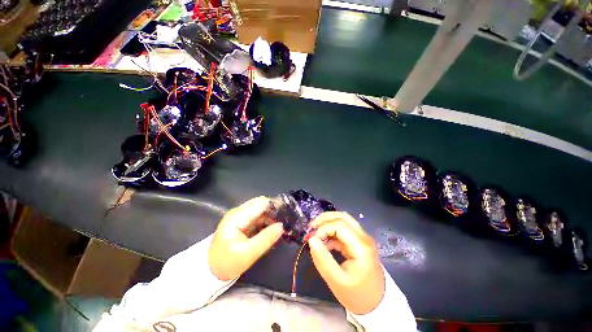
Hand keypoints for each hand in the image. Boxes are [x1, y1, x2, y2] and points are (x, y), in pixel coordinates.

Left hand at [208, 197, 283, 280]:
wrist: (210, 270)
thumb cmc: (227, 263)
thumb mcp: (248, 254)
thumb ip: (266, 238)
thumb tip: (282, 226)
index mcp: (237, 216)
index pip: (261, 203)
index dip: (276, 205)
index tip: (288, 213)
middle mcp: (238, 211)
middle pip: (261, 203)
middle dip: (274, 210)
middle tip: (286, 220)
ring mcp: (240, 215)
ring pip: (260, 209)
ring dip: (271, 215)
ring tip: (282, 224)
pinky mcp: (242, 221)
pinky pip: (257, 216)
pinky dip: (266, 220)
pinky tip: (272, 228)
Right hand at [308, 212, 384, 314]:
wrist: (377, 304)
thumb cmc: (357, 295)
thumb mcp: (337, 281)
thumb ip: (323, 260)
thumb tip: (311, 239)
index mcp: (361, 246)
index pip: (339, 225)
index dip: (323, 228)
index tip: (312, 240)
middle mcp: (363, 237)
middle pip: (342, 217)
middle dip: (324, 219)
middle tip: (311, 227)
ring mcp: (362, 239)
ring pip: (343, 221)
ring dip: (327, 223)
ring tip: (315, 232)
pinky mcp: (358, 242)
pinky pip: (344, 230)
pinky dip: (331, 232)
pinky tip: (323, 241)